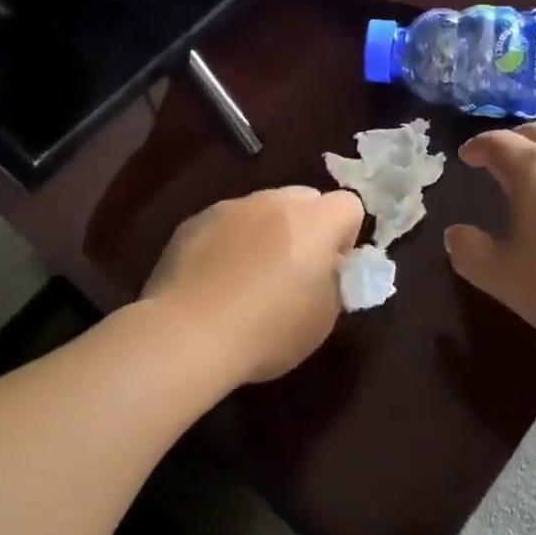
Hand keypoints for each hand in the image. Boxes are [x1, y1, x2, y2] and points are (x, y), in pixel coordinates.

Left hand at [145, 186, 364, 382]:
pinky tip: (215, 281)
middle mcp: (275, 202)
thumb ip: (335, 282)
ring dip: (267, 232)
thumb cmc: (267, 331)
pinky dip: (229, 242)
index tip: (331, 269)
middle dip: (307, 227)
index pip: (349, 205)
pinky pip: (226, 224)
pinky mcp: (195, 222)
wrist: (186, 335)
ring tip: (248, 279)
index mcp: (315, 221)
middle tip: (294, 270)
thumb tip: (328, 267)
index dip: (345, 236)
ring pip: (263, 209)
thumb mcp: (323, 318)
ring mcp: (232, 208)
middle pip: (305, 199)